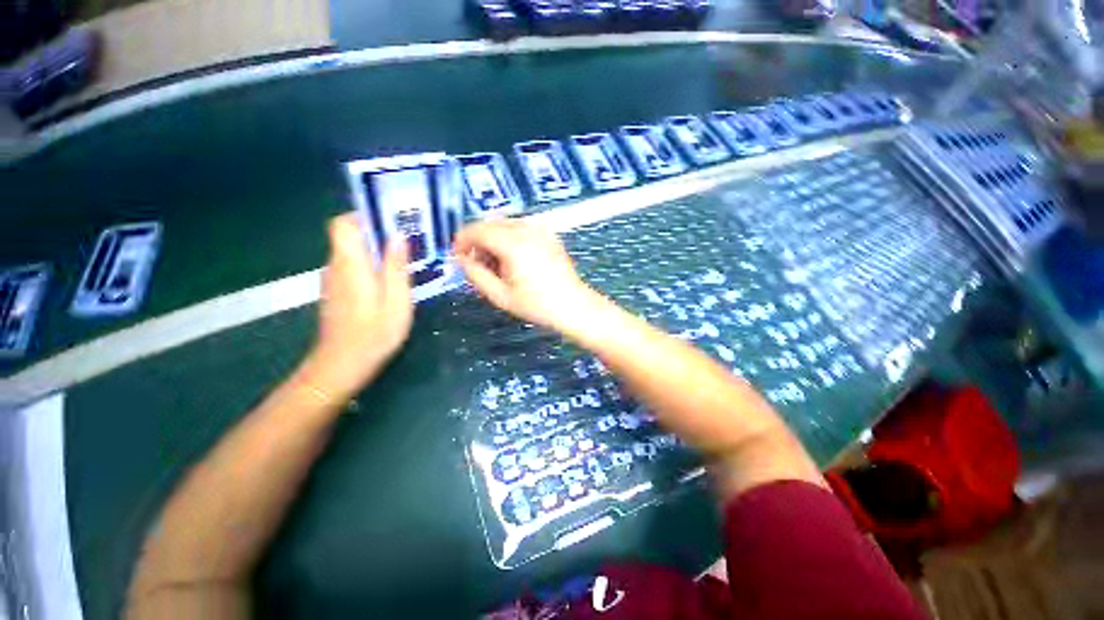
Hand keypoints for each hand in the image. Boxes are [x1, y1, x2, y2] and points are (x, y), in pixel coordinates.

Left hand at [305, 213, 412, 398]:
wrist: (341, 366)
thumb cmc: (373, 333)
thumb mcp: (396, 300)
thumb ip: (396, 267)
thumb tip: (398, 236)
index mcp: (350, 264)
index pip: (343, 224)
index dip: (364, 216)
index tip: (392, 220)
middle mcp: (336, 266)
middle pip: (350, 236)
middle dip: (378, 233)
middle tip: (410, 242)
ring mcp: (334, 280)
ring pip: (354, 252)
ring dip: (378, 251)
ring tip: (407, 260)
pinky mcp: (337, 292)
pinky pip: (354, 268)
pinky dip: (372, 266)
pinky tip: (392, 281)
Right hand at [453, 220, 601, 333]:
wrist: (573, 305)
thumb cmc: (537, 305)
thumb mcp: (500, 295)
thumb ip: (475, 274)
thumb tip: (461, 258)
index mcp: (513, 243)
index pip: (477, 229)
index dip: (462, 240)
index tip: (458, 256)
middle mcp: (527, 229)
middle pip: (491, 223)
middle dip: (478, 240)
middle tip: (477, 265)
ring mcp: (541, 229)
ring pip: (505, 224)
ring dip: (493, 239)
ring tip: (496, 266)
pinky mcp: (549, 234)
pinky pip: (521, 228)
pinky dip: (509, 238)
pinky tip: (514, 260)